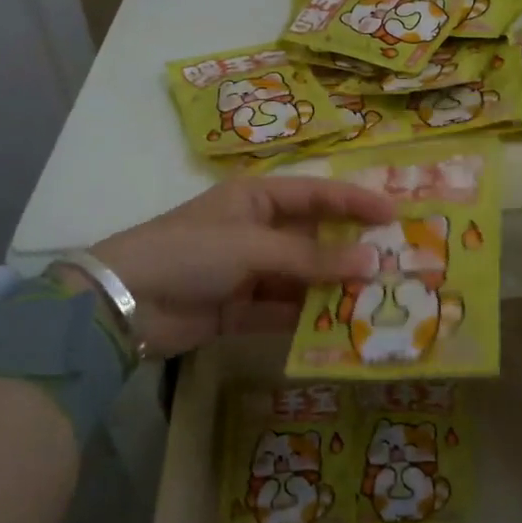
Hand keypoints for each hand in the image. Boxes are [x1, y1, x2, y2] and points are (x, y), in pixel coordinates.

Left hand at [70, 176, 393, 357]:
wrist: (124, 303)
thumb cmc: (191, 252)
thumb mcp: (254, 247)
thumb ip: (312, 259)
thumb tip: (372, 262)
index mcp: (257, 198)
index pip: (318, 194)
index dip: (356, 201)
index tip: (397, 214)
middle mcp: (257, 230)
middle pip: (315, 238)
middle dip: (351, 251)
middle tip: (396, 264)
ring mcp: (249, 270)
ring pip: (303, 277)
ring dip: (333, 289)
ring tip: (377, 301)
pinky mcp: (240, 308)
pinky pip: (284, 309)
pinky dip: (307, 318)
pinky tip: (340, 328)